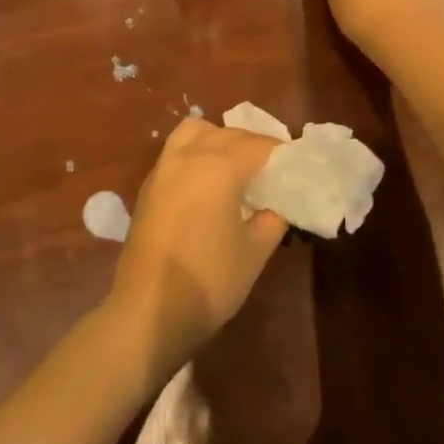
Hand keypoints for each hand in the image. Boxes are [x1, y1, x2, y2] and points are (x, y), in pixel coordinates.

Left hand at [108, 119, 286, 381]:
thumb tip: (276, 207)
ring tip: (234, 167)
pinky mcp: (148, 186)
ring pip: (194, 132)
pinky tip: (206, 183)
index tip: (295, 166)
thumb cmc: (208, 280)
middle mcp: (189, 156)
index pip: (258, 145)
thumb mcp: (254, 253)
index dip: (280, 152)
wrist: (148, 311)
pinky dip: (196, 153)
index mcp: (219, 166)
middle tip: (271, 169)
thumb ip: (272, 221)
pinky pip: (177, 152)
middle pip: (227, 134)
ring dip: (218, 139)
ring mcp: (164, 168)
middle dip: (252, 144)